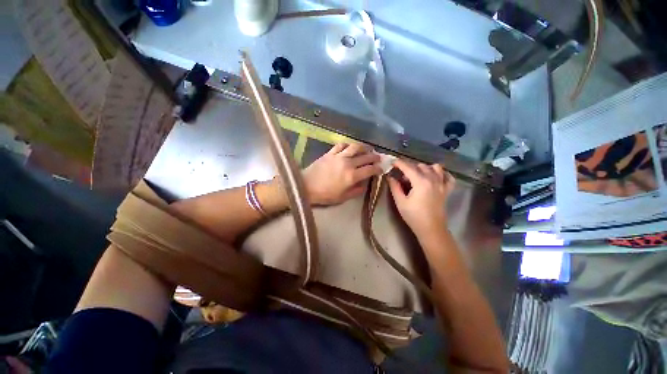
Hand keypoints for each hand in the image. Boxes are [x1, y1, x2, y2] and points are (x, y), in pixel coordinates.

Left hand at [303, 143, 382, 205]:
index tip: (381, 168)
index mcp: (352, 176)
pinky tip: (350, 147)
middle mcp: (348, 164)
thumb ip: (356, 191)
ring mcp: (338, 156)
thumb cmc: (325, 195)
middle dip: (374, 157)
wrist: (306, 186)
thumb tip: (365, 184)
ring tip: (367, 149)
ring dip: (364, 147)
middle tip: (378, 157)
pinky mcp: (330, 153)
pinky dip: (348, 145)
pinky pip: (341, 145)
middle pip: (365, 157)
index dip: (378, 168)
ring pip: (355, 147)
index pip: (370, 170)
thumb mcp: (342, 198)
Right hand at [388, 159, 454, 236]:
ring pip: (435, 167)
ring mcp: (442, 184)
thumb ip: (394, 187)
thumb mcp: (400, 201)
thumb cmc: (413, 216)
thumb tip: (390, 177)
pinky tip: (434, 177)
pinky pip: (448, 176)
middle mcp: (433, 179)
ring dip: (424, 168)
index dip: (399, 163)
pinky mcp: (447, 189)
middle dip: (409, 168)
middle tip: (402, 178)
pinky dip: (441, 174)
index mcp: (420, 182)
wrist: (431, 229)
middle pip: (420, 166)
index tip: (392, 162)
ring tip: (417, 176)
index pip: (408, 167)